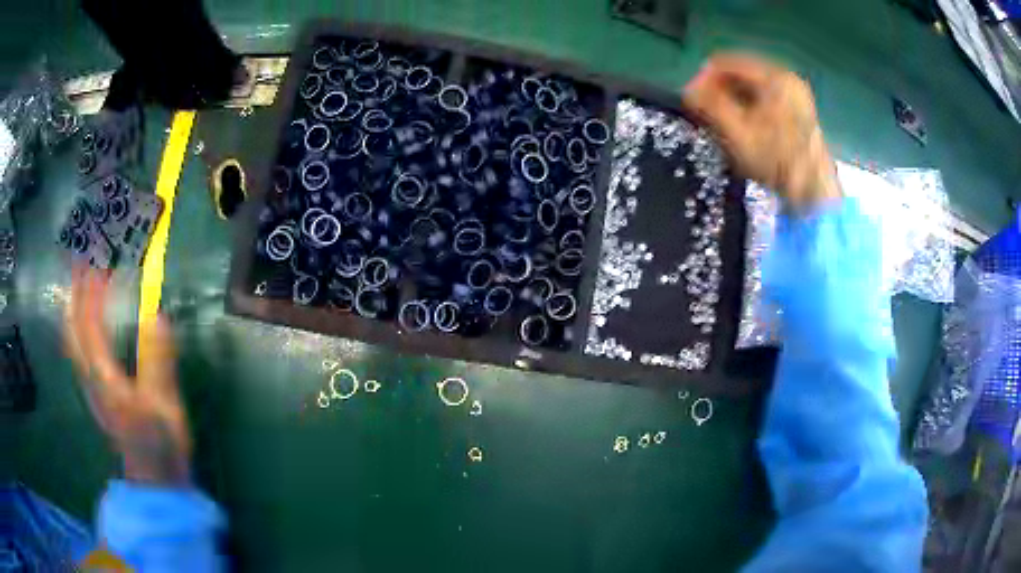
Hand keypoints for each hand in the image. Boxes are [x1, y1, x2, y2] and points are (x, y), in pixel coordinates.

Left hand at [64, 266, 190, 484]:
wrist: (154, 480)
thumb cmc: (160, 443)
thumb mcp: (164, 405)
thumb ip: (158, 361)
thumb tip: (156, 313)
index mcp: (105, 378)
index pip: (90, 325)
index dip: (91, 292)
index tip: (97, 262)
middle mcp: (91, 378)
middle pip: (73, 329)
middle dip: (74, 293)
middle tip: (79, 263)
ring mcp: (90, 387)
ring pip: (72, 340)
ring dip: (72, 308)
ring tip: (78, 282)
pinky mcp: (96, 393)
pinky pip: (78, 351)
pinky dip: (76, 327)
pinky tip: (83, 321)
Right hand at [683, 53, 839, 211]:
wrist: (814, 194)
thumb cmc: (776, 161)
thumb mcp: (737, 132)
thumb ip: (709, 105)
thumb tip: (688, 90)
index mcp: (774, 76)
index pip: (725, 62)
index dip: (702, 79)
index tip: (691, 101)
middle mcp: (787, 79)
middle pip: (740, 74)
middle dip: (718, 91)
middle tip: (704, 114)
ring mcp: (796, 96)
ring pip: (752, 88)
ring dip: (732, 101)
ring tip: (721, 123)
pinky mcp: (800, 113)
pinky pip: (765, 100)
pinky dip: (749, 109)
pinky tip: (742, 128)